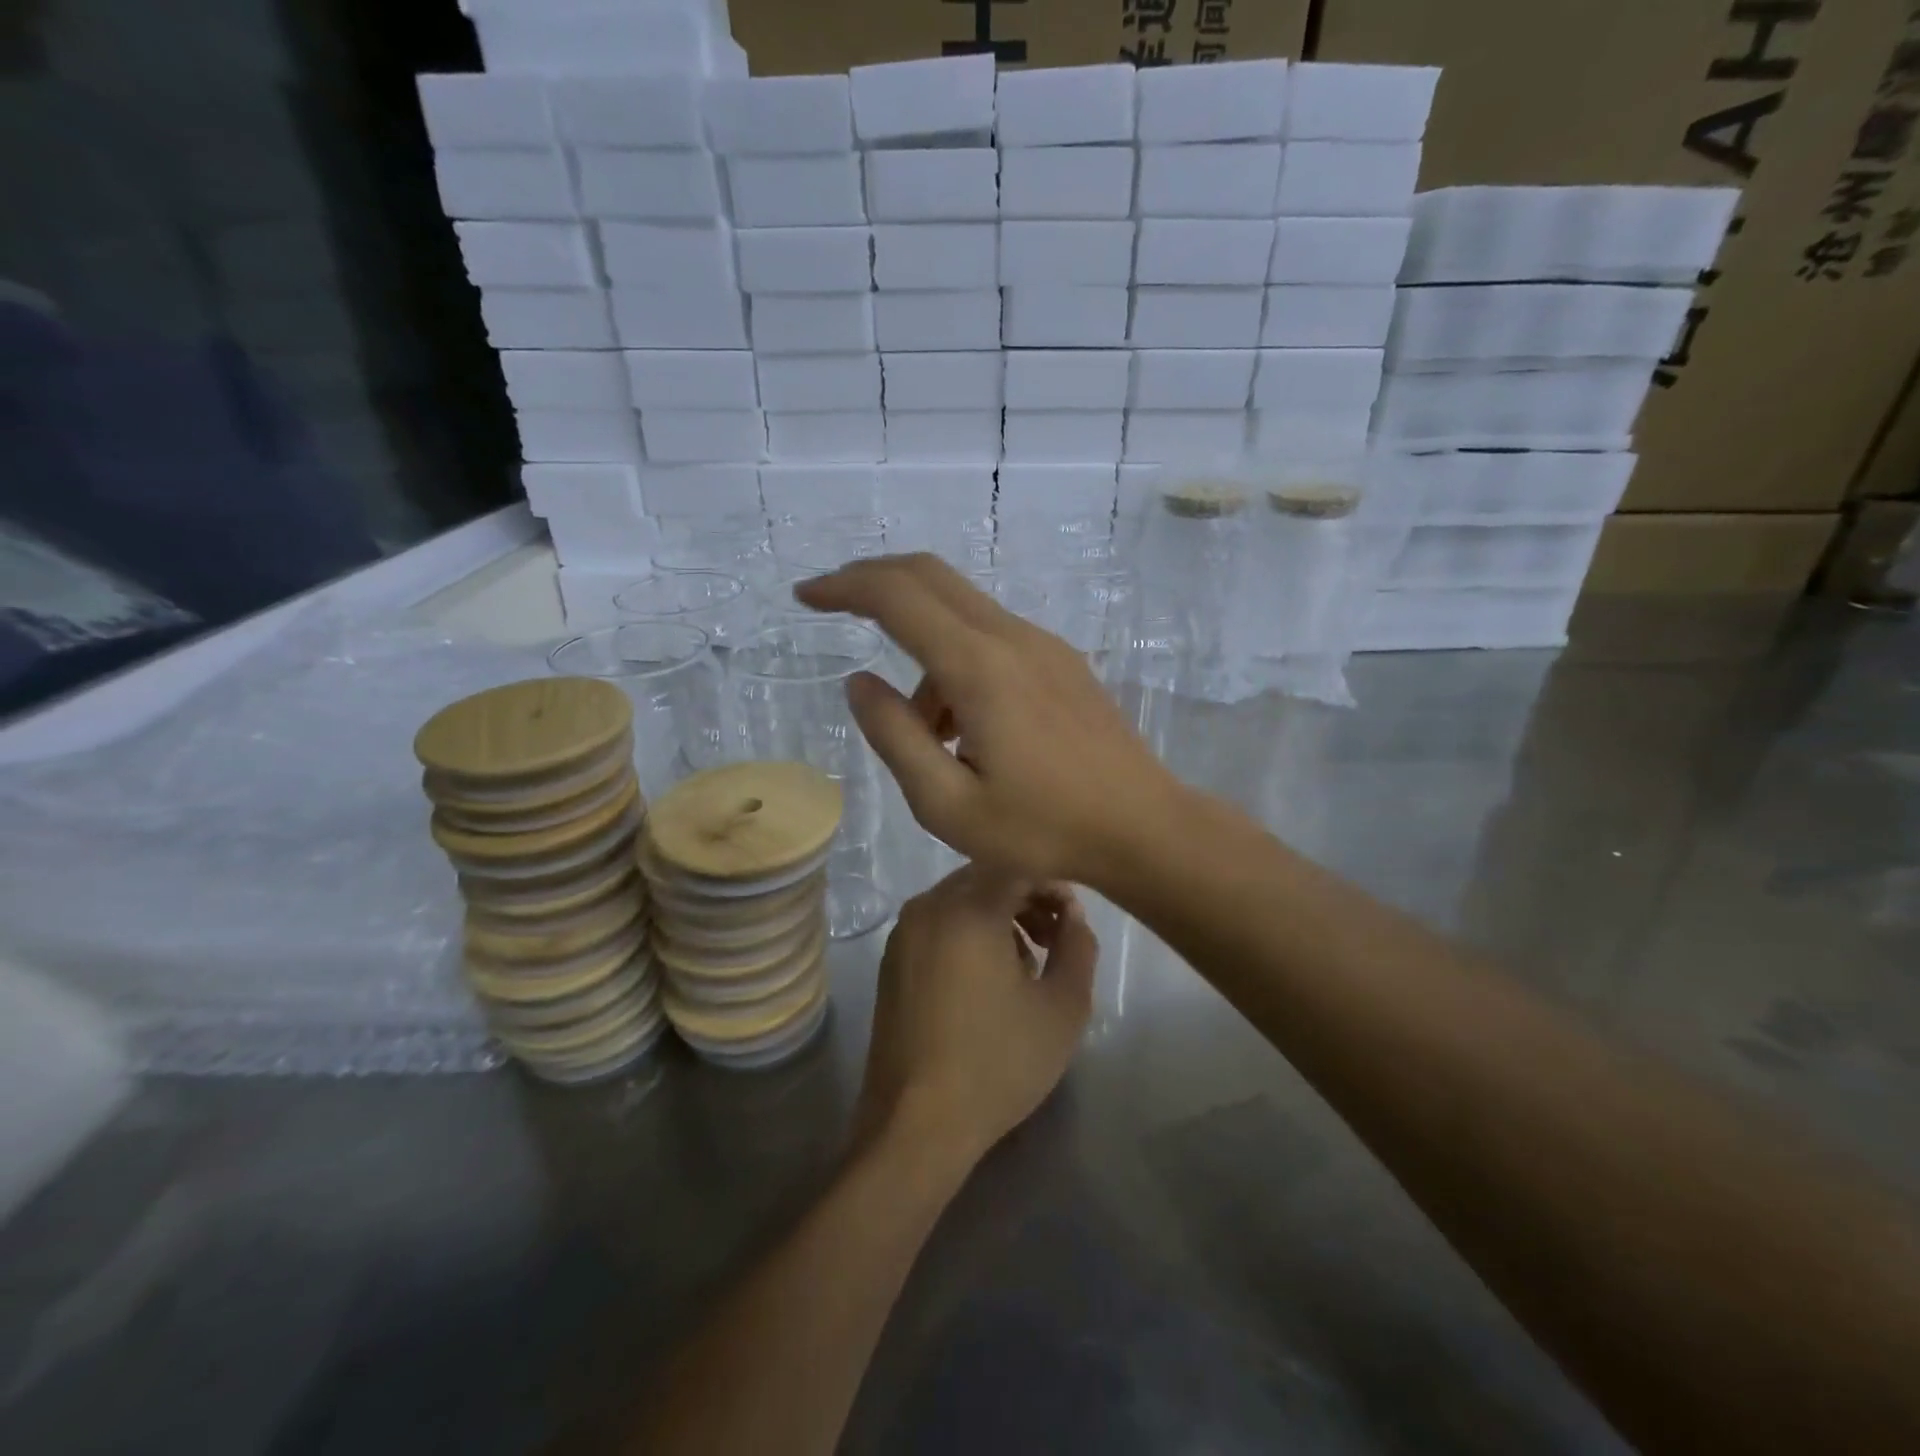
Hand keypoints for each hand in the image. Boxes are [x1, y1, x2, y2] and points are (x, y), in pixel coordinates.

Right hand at [796, 554, 1182, 886]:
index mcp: (979, 668)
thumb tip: (860, 683)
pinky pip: (991, 637)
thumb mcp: (947, 805)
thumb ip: (895, 737)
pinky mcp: (1061, 662)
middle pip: (930, 575)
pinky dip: (955, 661)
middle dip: (873, 580)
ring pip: (960, 612)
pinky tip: (966, 728)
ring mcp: (1043, 645)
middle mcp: (1012, 638)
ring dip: (920, 647)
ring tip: (925, 736)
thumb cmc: (1043, 829)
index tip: (806, 597)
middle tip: (831, 606)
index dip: (844, 588)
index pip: (897, 596)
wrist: (1143, 828)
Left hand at [856, 866, 1096, 1163]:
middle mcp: (929, 906)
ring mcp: (904, 931)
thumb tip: (1073, 916)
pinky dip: (968, 931)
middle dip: (1027, 899)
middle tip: (1055, 939)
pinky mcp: (892, 959)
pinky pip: (938, 922)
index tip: (1073, 920)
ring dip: (999, 915)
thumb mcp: (1062, 1007)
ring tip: (1026, 962)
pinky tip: (987, 977)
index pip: (1019, 866)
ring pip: (961, 898)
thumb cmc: (998, 1062)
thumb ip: (1078, 946)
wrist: (917, 1122)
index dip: (1053, 886)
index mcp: (969, 908)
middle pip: (987, 877)